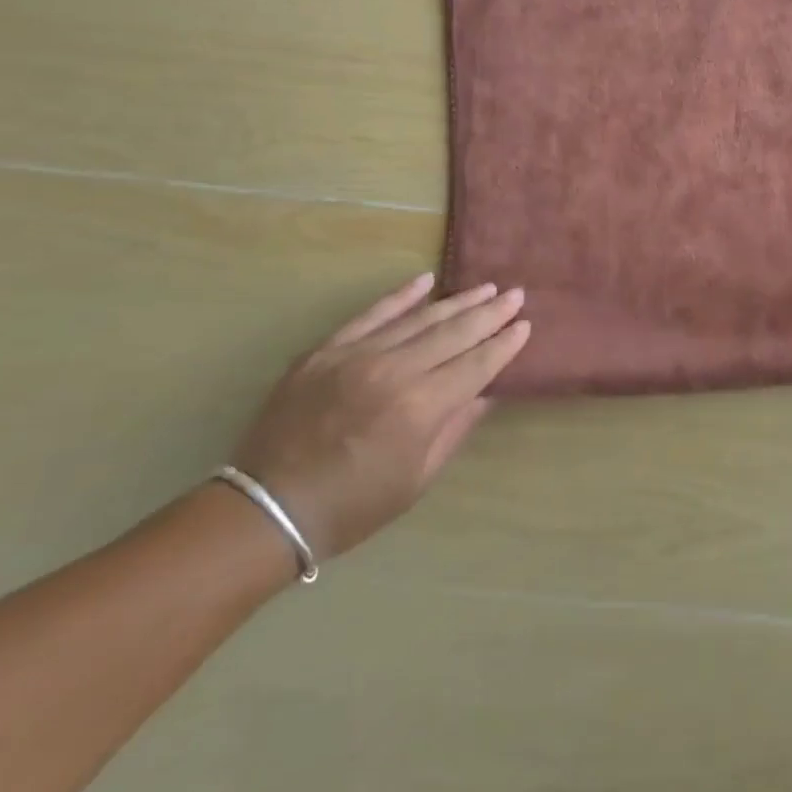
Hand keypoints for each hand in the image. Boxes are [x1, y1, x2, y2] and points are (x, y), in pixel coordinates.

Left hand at [230, 273, 530, 561]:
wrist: (266, 510)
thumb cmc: (354, 505)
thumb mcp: (418, 478)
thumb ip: (456, 427)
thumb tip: (487, 390)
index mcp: (421, 407)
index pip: (477, 364)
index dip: (504, 344)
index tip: (525, 326)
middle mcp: (394, 372)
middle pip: (455, 333)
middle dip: (490, 313)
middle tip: (516, 295)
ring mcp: (357, 357)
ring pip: (420, 318)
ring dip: (458, 302)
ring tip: (486, 288)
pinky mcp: (326, 352)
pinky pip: (371, 315)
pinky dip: (401, 296)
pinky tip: (426, 281)